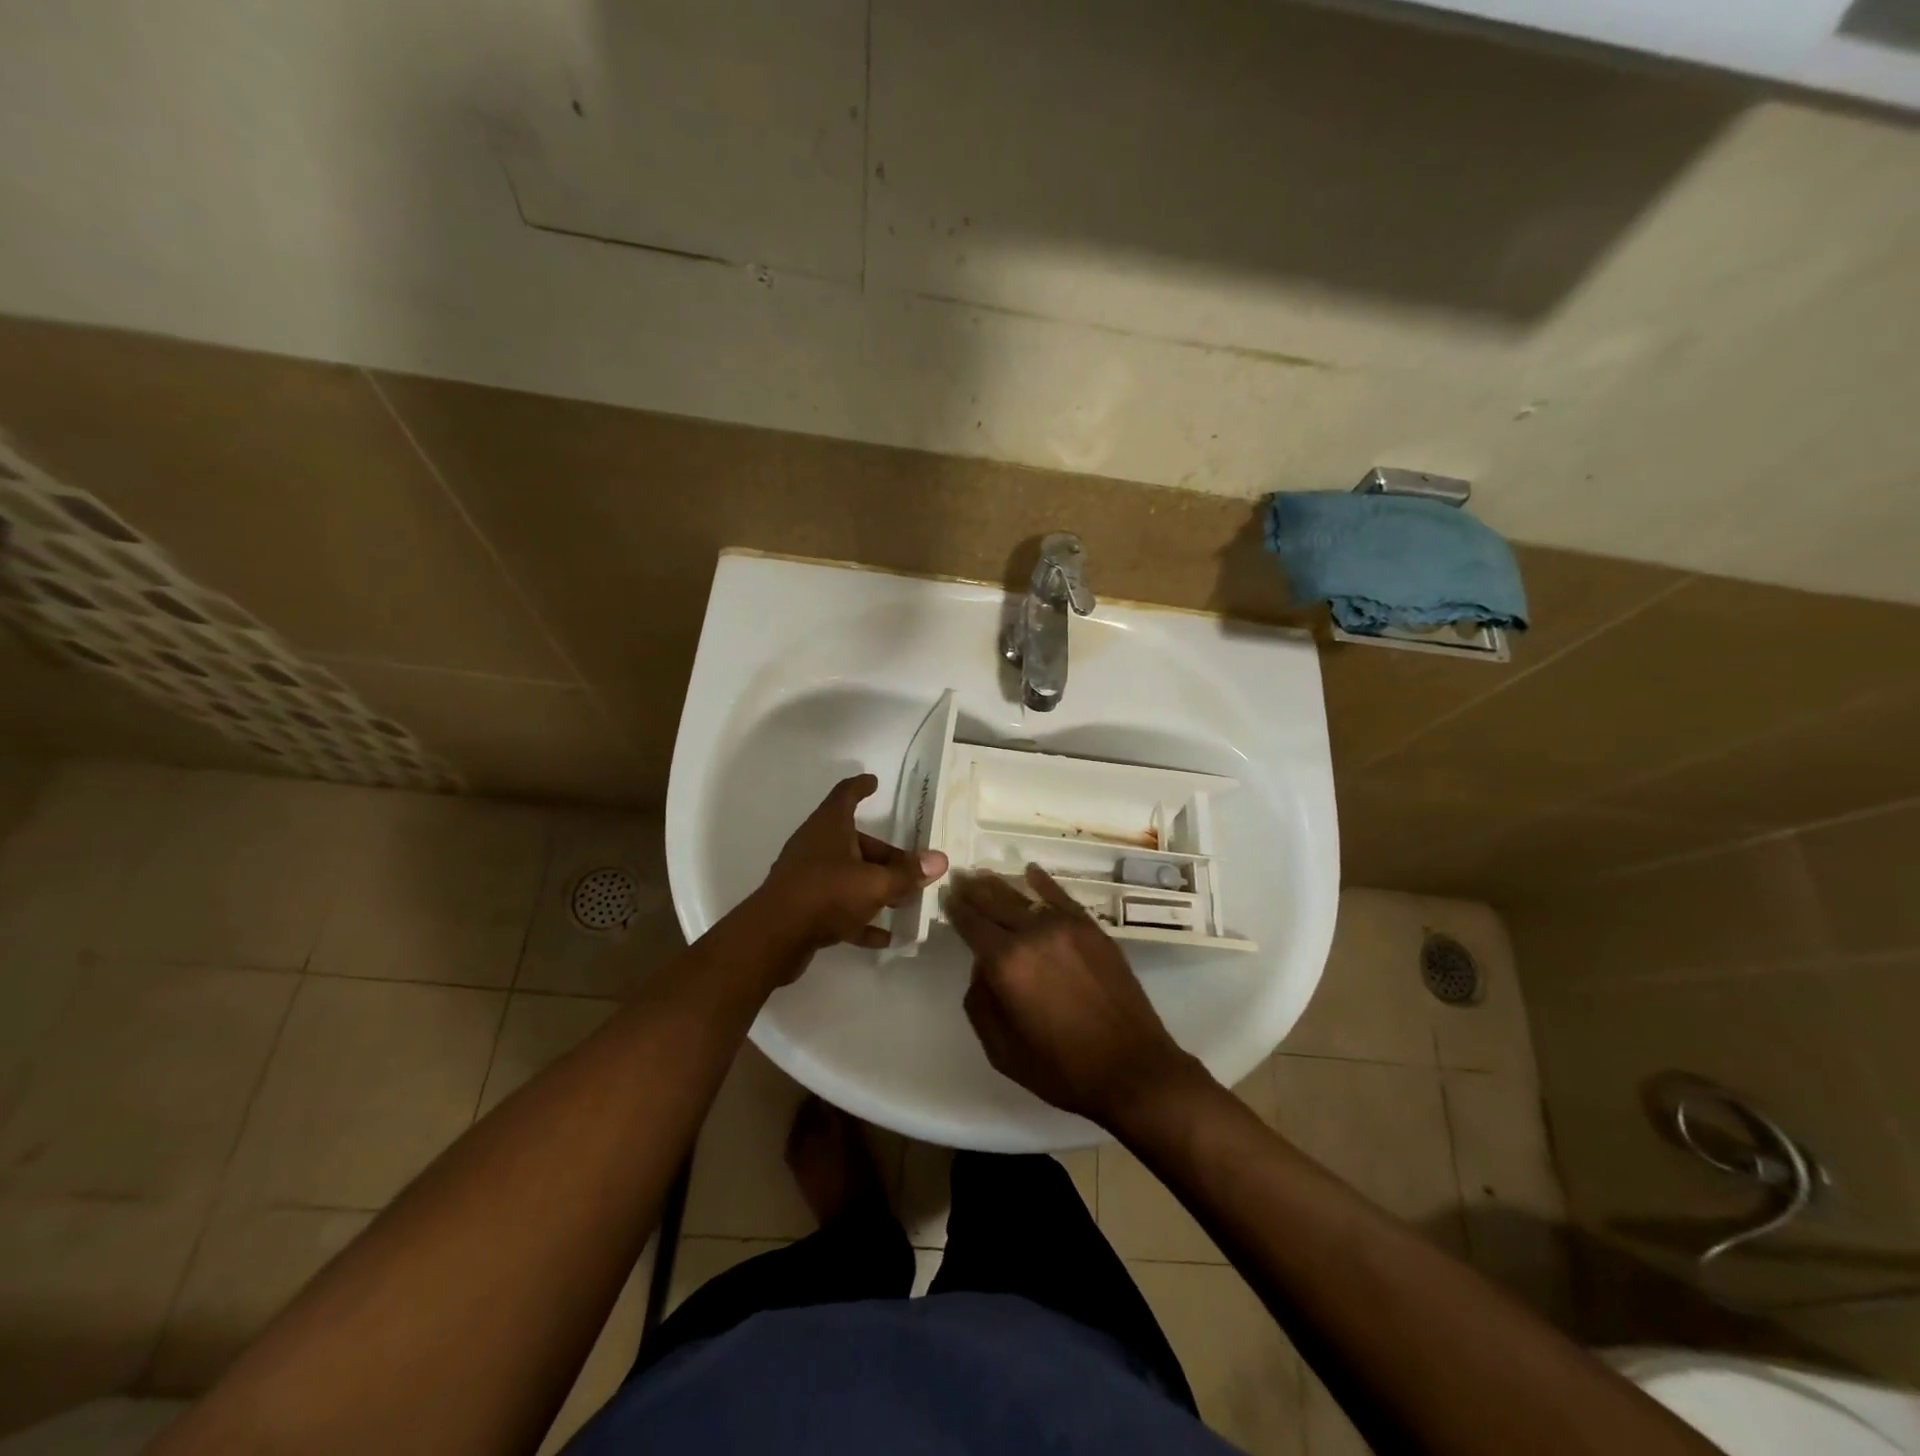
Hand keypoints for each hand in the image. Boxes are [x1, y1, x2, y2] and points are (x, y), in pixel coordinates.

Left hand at [757, 774, 947, 958]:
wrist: (773, 938)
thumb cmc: (826, 894)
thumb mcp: (875, 883)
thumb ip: (908, 874)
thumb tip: (939, 860)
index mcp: (829, 827)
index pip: (846, 795)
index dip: (861, 787)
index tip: (874, 782)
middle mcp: (816, 846)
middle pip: (855, 842)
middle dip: (885, 855)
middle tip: (912, 868)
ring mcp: (807, 877)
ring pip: (848, 875)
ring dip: (875, 886)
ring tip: (904, 903)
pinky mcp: (803, 907)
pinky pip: (838, 907)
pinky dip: (860, 917)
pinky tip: (883, 937)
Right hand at [944, 865, 1206, 1128]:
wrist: (1133, 1069)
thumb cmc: (1062, 1069)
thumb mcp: (1002, 1051)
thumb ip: (981, 1003)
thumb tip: (982, 968)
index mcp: (1006, 964)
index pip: (971, 924)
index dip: (955, 908)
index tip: (946, 894)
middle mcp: (1033, 935)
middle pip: (994, 903)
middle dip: (973, 889)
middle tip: (959, 876)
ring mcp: (1066, 927)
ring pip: (1024, 896)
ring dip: (1000, 884)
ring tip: (983, 874)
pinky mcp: (1092, 930)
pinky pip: (1061, 897)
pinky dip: (1043, 882)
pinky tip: (1031, 871)